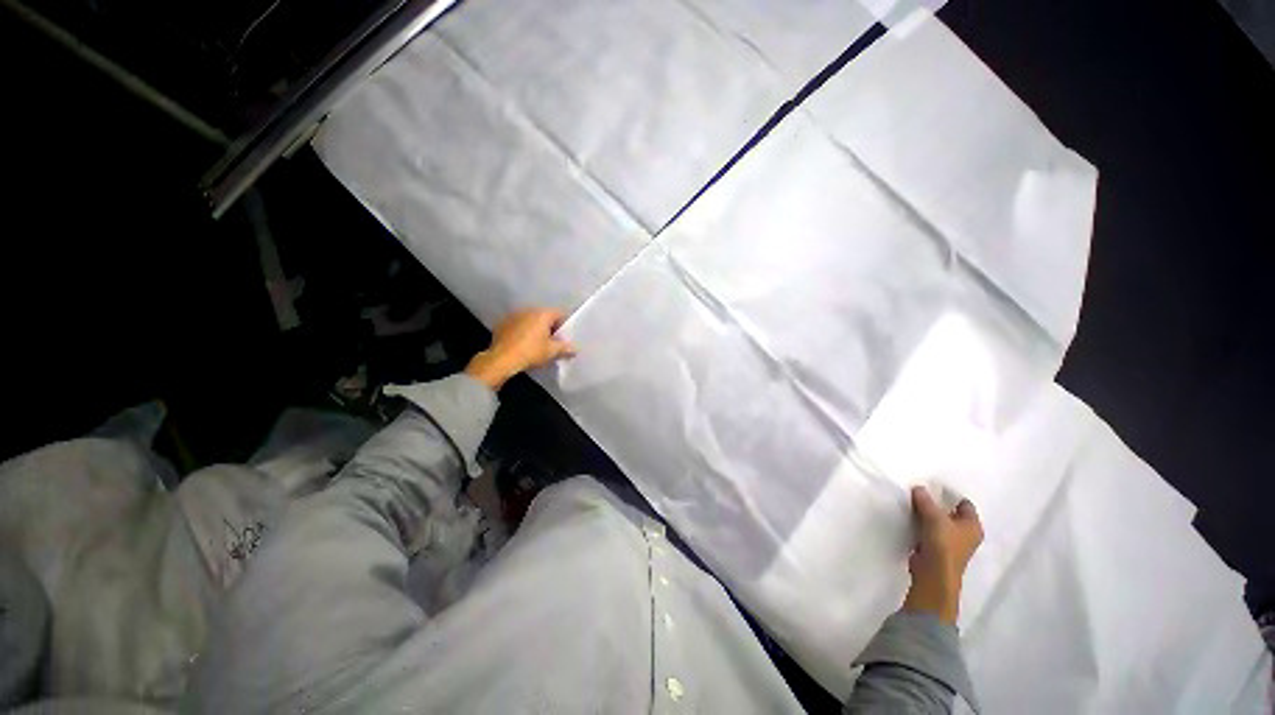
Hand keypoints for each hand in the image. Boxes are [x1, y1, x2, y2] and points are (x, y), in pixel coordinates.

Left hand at [464, 308, 575, 389]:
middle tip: (553, 342)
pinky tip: (523, 344)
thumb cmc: (531, 352)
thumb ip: (565, 348)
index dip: (565, 325)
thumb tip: (574, 349)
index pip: (560, 313)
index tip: (565, 338)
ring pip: (531, 320)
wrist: (501, 359)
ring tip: (537, 344)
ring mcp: (513, 316)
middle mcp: (528, 310)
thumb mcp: (552, 352)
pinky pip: (518, 325)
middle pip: (545, 316)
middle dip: (550, 327)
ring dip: (536, 329)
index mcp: (542, 314)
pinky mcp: (502, 324)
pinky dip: (523, 332)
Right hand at [902, 486, 982, 624]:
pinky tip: (911, 520)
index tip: (932, 487)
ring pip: (940, 523)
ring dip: (928, 515)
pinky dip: (922, 525)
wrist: (934, 573)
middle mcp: (966, 534)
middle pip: (951, 513)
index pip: (964, 504)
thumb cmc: (943, 544)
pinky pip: (930, 531)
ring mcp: (952, 543)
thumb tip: (918, 488)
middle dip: (937, 504)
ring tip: (912, 504)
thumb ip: (925, 501)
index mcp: (973, 526)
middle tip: (920, 493)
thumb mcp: (934, 517)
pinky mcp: (938, 550)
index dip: (950, 495)